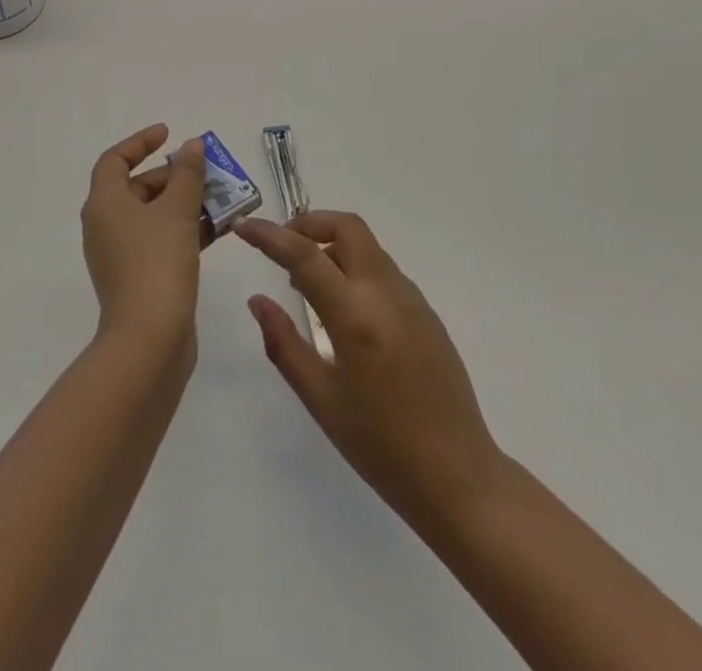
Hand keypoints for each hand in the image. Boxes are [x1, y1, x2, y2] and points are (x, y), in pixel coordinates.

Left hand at [81, 125, 207, 351]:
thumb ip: (188, 174)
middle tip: (208, 173)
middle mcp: (105, 225)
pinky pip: (160, 240)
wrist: (149, 341)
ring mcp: (120, 255)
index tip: (170, 134)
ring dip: (185, 204)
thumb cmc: (158, 262)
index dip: (140, 142)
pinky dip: (184, 230)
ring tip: (221, 199)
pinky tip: (217, 230)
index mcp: (105, 204)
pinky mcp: (137, 278)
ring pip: (153, 216)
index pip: (115, 160)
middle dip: (174, 176)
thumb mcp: (178, 210)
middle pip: (137, 187)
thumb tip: (191, 147)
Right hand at [235, 211, 505, 528]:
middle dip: (308, 224)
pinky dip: (353, 267)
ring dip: (331, 245)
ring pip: (367, 246)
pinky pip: (382, 270)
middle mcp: (387, 292)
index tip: (242, 226)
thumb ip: (284, 344)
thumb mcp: (321, 400)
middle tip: (280, 247)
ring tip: (304, 282)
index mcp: (356, 315)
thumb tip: (258, 301)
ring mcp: (412, 298)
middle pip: (347, 227)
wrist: (458, 476)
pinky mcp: (426, 311)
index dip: (268, 235)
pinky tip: (341, 307)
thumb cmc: (381, 446)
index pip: (304, 254)